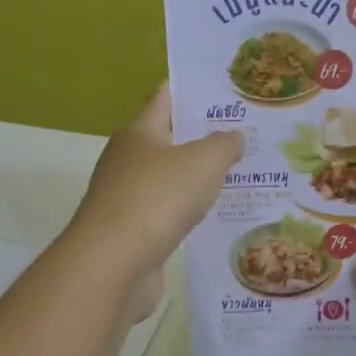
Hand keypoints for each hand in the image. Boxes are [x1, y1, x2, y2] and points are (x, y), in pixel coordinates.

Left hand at [66, 84, 243, 320]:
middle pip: (166, 140)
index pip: (164, 98)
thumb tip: (235, 136)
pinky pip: (165, 213)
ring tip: (235, 178)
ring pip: (167, 180)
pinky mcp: (130, 233)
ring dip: (194, 179)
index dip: (192, 91)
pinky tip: (210, 218)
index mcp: (138, 132)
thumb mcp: (202, 163)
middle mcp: (126, 160)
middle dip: (200, 138)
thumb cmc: (157, 200)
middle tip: (242, 137)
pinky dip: (185, 212)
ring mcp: (125, 198)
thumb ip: (224, 145)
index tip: (224, 91)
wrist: (113, 264)